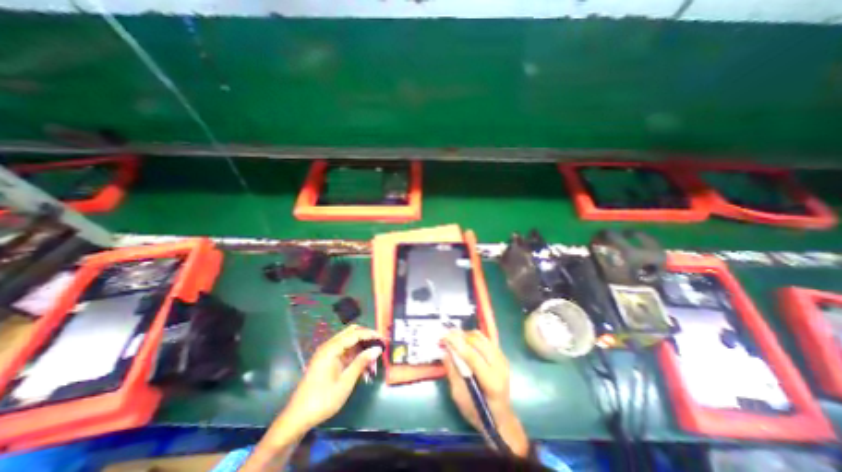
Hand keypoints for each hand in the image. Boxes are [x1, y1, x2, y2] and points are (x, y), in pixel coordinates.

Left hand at [279, 326, 382, 432]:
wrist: (297, 418)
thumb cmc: (322, 400)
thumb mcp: (346, 382)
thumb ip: (362, 362)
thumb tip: (378, 349)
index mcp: (331, 348)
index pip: (355, 334)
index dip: (371, 334)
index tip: (384, 339)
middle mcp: (329, 346)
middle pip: (352, 333)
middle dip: (367, 339)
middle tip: (380, 347)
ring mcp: (327, 353)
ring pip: (350, 343)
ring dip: (362, 350)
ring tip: (373, 365)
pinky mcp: (327, 360)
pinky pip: (345, 352)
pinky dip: (356, 357)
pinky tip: (364, 369)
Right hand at [443, 328, 527, 456]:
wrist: (500, 417)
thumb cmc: (478, 411)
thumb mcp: (460, 397)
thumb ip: (453, 373)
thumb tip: (445, 352)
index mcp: (490, 382)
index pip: (472, 356)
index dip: (457, 344)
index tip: (444, 336)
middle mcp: (499, 367)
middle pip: (478, 343)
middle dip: (461, 336)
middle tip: (447, 335)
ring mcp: (502, 360)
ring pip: (483, 338)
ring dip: (467, 334)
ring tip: (455, 336)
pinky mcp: (502, 356)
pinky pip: (490, 338)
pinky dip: (480, 332)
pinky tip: (474, 327)